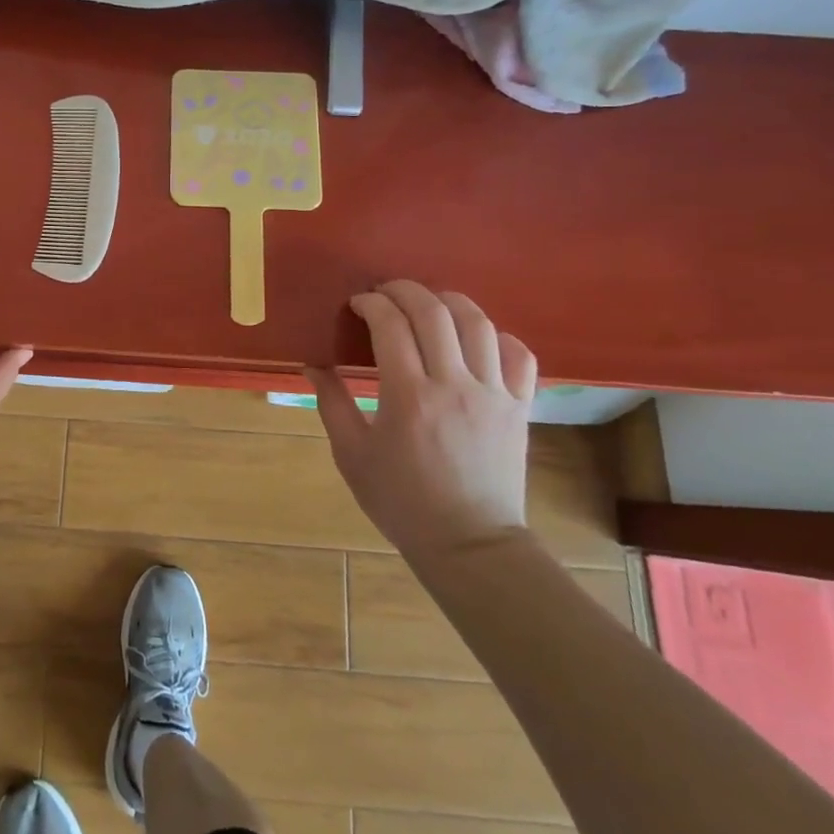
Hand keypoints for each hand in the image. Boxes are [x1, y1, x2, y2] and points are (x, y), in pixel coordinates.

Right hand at [310, 281, 535, 564]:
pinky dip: (497, 335)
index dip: (371, 303)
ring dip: (449, 301)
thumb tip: (312, 363)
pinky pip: (519, 354)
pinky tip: (476, 339)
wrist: (470, 543)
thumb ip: (331, 403)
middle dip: (404, 290)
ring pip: (478, 323)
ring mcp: (494, 393)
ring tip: (427, 304)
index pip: (390, 325)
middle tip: (385, 293)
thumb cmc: (401, 501)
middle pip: (434, 311)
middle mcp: (454, 384)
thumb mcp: (352, 454)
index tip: (357, 304)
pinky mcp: (520, 406)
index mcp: (408, 396)